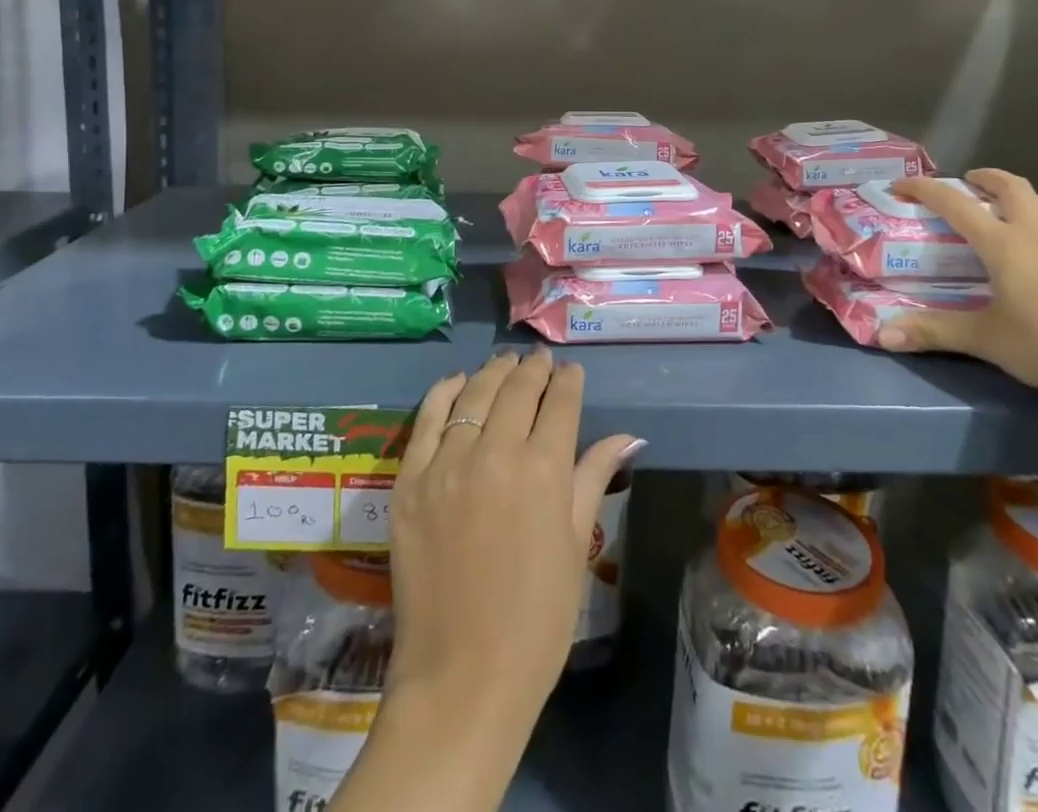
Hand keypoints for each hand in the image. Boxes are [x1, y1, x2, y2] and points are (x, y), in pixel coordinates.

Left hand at [386, 348, 641, 742]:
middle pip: (518, 390)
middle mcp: (496, 453)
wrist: (462, 678)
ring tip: (505, 362)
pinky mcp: (410, 480)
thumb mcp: (575, 544)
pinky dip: (444, 392)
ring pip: (474, 395)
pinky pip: (427, 419)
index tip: (570, 371)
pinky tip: (458, 382)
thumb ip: (594, 478)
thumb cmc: (536, 620)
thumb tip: (628, 437)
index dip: (568, 382)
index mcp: (545, 471)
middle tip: (540, 360)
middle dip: (533, 369)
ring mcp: (447, 463)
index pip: (560, 404)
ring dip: (494, 372)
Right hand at [883, 170, 1037, 413]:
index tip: (900, 185)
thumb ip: (934, 332)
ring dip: (1028, 196)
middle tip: (968, 183)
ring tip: (1013, 210)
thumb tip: (883, 335)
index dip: (924, 189)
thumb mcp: (986, 340)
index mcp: (1005, 244)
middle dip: (986, 178)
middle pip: (1014, 187)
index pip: (956, 203)